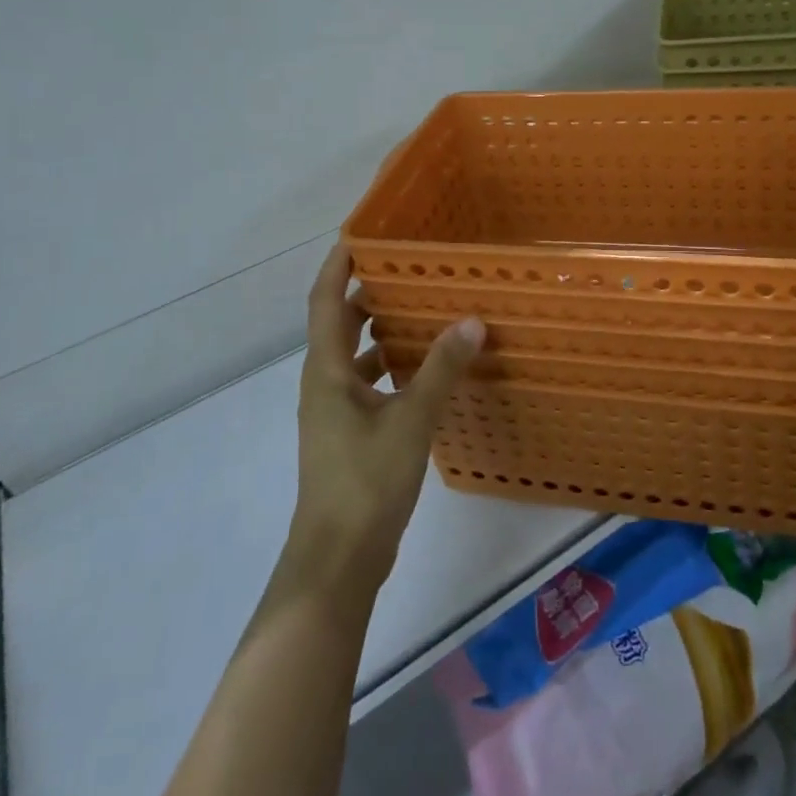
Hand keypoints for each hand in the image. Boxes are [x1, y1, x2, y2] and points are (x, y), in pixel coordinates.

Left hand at [288, 244, 484, 598]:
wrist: (338, 560)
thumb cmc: (366, 481)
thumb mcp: (411, 419)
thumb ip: (441, 369)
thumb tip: (471, 321)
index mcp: (327, 370)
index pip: (325, 302)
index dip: (337, 266)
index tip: (358, 235)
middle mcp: (324, 384)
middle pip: (339, 325)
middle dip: (365, 294)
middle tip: (405, 268)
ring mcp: (334, 412)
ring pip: (354, 356)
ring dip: (380, 331)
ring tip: (421, 310)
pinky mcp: (349, 435)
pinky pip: (368, 383)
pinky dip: (390, 367)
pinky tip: (423, 370)